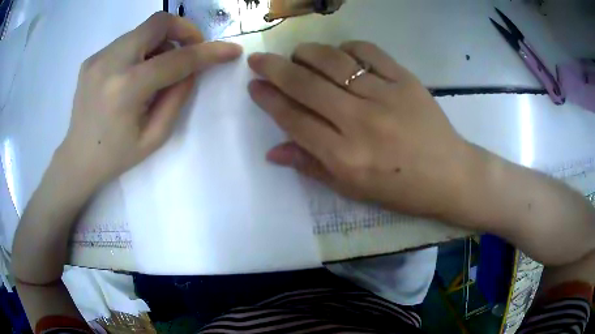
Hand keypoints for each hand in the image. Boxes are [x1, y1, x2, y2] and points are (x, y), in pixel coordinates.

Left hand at [58, 12, 241, 190]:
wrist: (78, 158)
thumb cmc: (116, 156)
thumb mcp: (155, 136)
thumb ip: (177, 97)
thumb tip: (191, 68)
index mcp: (126, 89)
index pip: (176, 58)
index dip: (208, 52)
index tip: (230, 50)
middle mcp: (110, 63)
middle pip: (158, 22)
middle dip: (184, 30)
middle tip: (190, 49)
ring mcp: (98, 57)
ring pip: (143, 30)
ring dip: (161, 42)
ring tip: (158, 68)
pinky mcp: (93, 57)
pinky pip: (127, 41)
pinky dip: (142, 49)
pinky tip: (136, 72)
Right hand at [248, 41, 469, 217]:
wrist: (449, 175)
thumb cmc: (401, 189)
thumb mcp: (353, 189)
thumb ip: (311, 167)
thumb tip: (273, 151)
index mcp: (345, 157)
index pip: (294, 119)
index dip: (268, 100)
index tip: (254, 86)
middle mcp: (360, 122)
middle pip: (305, 85)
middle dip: (274, 69)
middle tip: (258, 60)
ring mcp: (385, 96)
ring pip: (333, 62)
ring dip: (306, 54)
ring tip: (297, 55)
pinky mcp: (406, 80)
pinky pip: (368, 52)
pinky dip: (347, 48)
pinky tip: (340, 54)